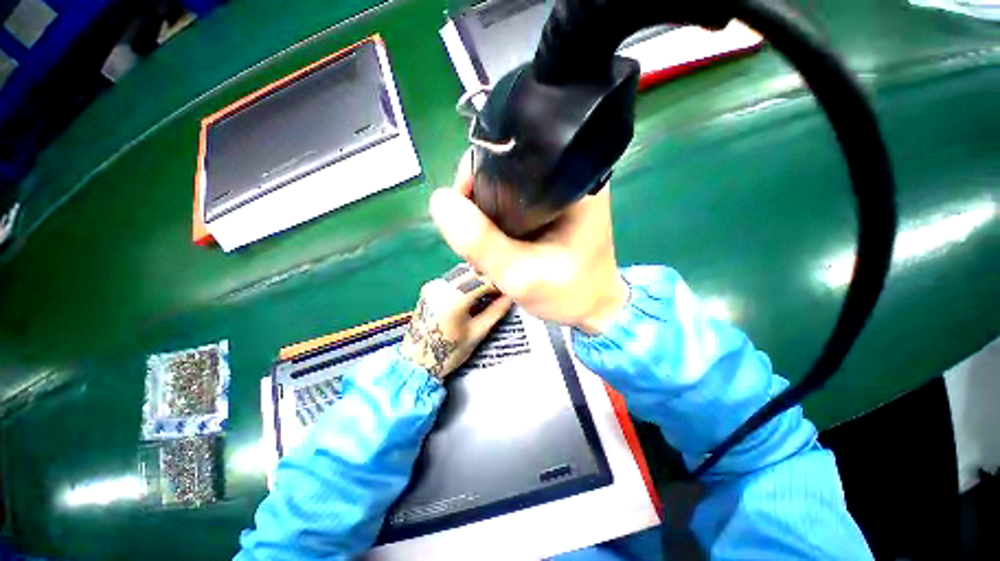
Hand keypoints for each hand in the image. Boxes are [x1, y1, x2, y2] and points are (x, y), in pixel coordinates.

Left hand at [400, 264, 512, 378]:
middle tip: (500, 291)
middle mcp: (442, 286)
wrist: (416, 361)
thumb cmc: (449, 352)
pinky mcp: (429, 287)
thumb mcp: (477, 333)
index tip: (509, 290)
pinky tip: (473, 293)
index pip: (483, 280)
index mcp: (454, 298)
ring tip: (488, 292)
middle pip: (473, 272)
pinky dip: (466, 281)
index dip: (499, 283)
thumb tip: (511, 297)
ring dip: (478, 278)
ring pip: (463, 271)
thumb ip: (496, 311)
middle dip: (489, 279)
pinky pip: (453, 277)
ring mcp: (434, 284)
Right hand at [429, 150, 627, 333]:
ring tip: (483, 246)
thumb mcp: (522, 276)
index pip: (512, 154)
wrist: (592, 308)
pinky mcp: (550, 207)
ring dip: (484, 213)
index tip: (461, 207)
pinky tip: (493, 242)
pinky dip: (495, 220)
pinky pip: (511, 202)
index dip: (476, 174)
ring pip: (504, 187)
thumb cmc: (568, 294)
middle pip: (505, 169)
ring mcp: (558, 191)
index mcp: (573, 179)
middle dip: (478, 199)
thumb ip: (482, 243)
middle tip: (473, 237)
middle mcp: (567, 175)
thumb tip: (439, 201)